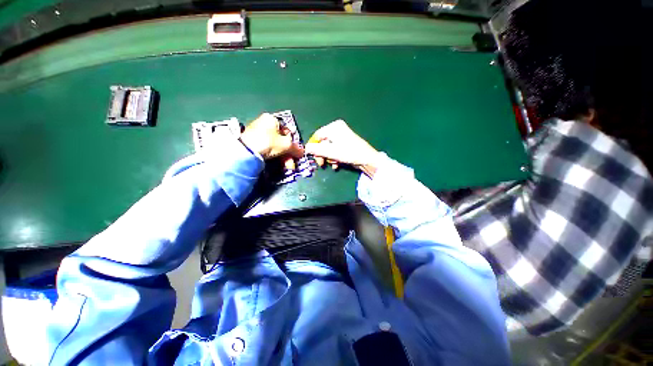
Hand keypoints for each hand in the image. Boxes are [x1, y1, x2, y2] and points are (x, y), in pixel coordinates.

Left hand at [240, 113, 304, 167]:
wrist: (247, 151)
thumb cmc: (269, 142)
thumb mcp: (286, 145)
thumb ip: (296, 148)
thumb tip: (303, 152)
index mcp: (272, 119)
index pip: (287, 130)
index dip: (293, 142)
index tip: (294, 152)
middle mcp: (264, 123)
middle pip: (281, 139)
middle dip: (288, 153)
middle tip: (291, 162)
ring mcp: (257, 132)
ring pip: (275, 145)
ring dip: (283, 156)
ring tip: (286, 166)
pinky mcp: (252, 141)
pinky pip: (267, 148)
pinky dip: (274, 155)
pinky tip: (278, 163)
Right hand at [305, 120, 379, 177]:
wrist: (367, 159)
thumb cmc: (349, 153)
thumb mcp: (331, 152)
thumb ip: (317, 150)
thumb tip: (305, 148)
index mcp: (333, 127)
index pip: (317, 135)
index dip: (313, 147)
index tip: (311, 156)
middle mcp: (337, 129)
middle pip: (323, 142)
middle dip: (322, 154)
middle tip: (322, 164)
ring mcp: (342, 136)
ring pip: (329, 148)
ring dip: (329, 158)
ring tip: (333, 164)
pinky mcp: (345, 143)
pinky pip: (335, 149)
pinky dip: (334, 157)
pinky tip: (337, 164)